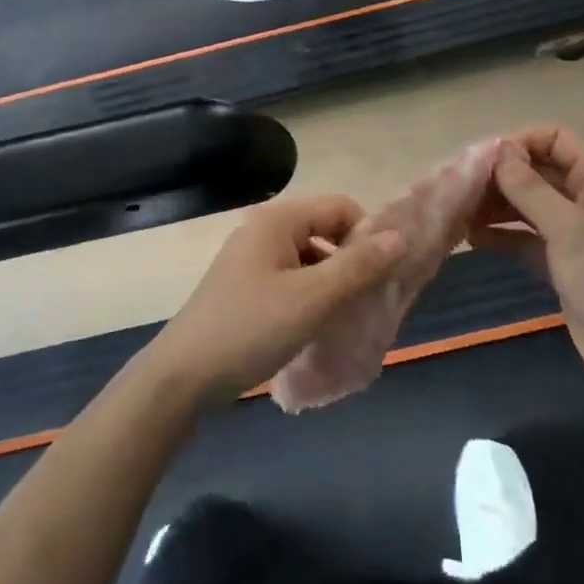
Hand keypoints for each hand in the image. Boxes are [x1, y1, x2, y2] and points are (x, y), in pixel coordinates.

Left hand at [143, 196, 407, 406]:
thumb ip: (357, 266)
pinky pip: (292, 279)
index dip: (367, 235)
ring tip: (347, 320)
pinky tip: (317, 329)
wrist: (182, 376)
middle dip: (351, 261)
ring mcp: (252, 258)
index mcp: (278, 219)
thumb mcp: (311, 299)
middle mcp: (264, 229)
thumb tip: (400, 236)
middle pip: (325, 230)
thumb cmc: (250, 329)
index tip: (382, 275)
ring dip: (332, 283)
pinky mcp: (246, 286)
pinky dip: (311, 296)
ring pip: (310, 258)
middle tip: (368, 302)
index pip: (340, 207)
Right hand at [468, 127, 583, 400]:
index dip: (519, 143)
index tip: (484, 162)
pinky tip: (471, 238)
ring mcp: (573, 232)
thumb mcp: (569, 229)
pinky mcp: (562, 262)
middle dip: (500, 176)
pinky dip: (502, 235)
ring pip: (527, 205)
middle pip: (536, 171)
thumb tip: (497, 151)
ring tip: (458, 212)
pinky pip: (525, 237)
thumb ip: (529, 188)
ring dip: (495, 205)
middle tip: (460, 188)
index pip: (553, 139)